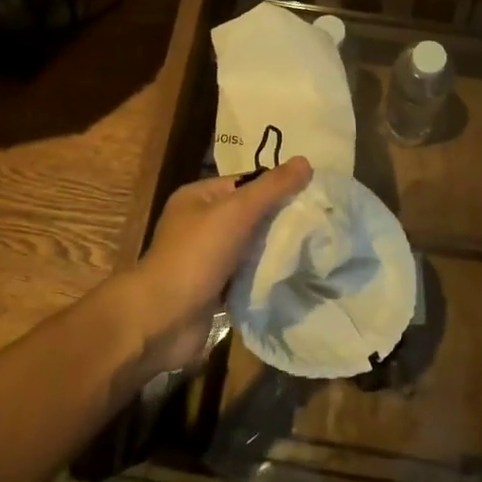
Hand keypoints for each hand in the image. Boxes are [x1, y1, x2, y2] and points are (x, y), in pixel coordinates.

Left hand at [112, 157, 312, 376]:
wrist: (162, 320)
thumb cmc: (196, 256)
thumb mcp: (236, 212)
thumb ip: (271, 188)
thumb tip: (305, 161)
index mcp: (197, 197)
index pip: (245, 182)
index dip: (276, 186)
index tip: (312, 195)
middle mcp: (199, 224)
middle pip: (249, 214)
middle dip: (279, 219)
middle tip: (318, 223)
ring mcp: (205, 258)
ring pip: (249, 246)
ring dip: (274, 249)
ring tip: (313, 248)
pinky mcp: (213, 289)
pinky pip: (245, 275)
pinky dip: (264, 275)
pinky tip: (292, 275)